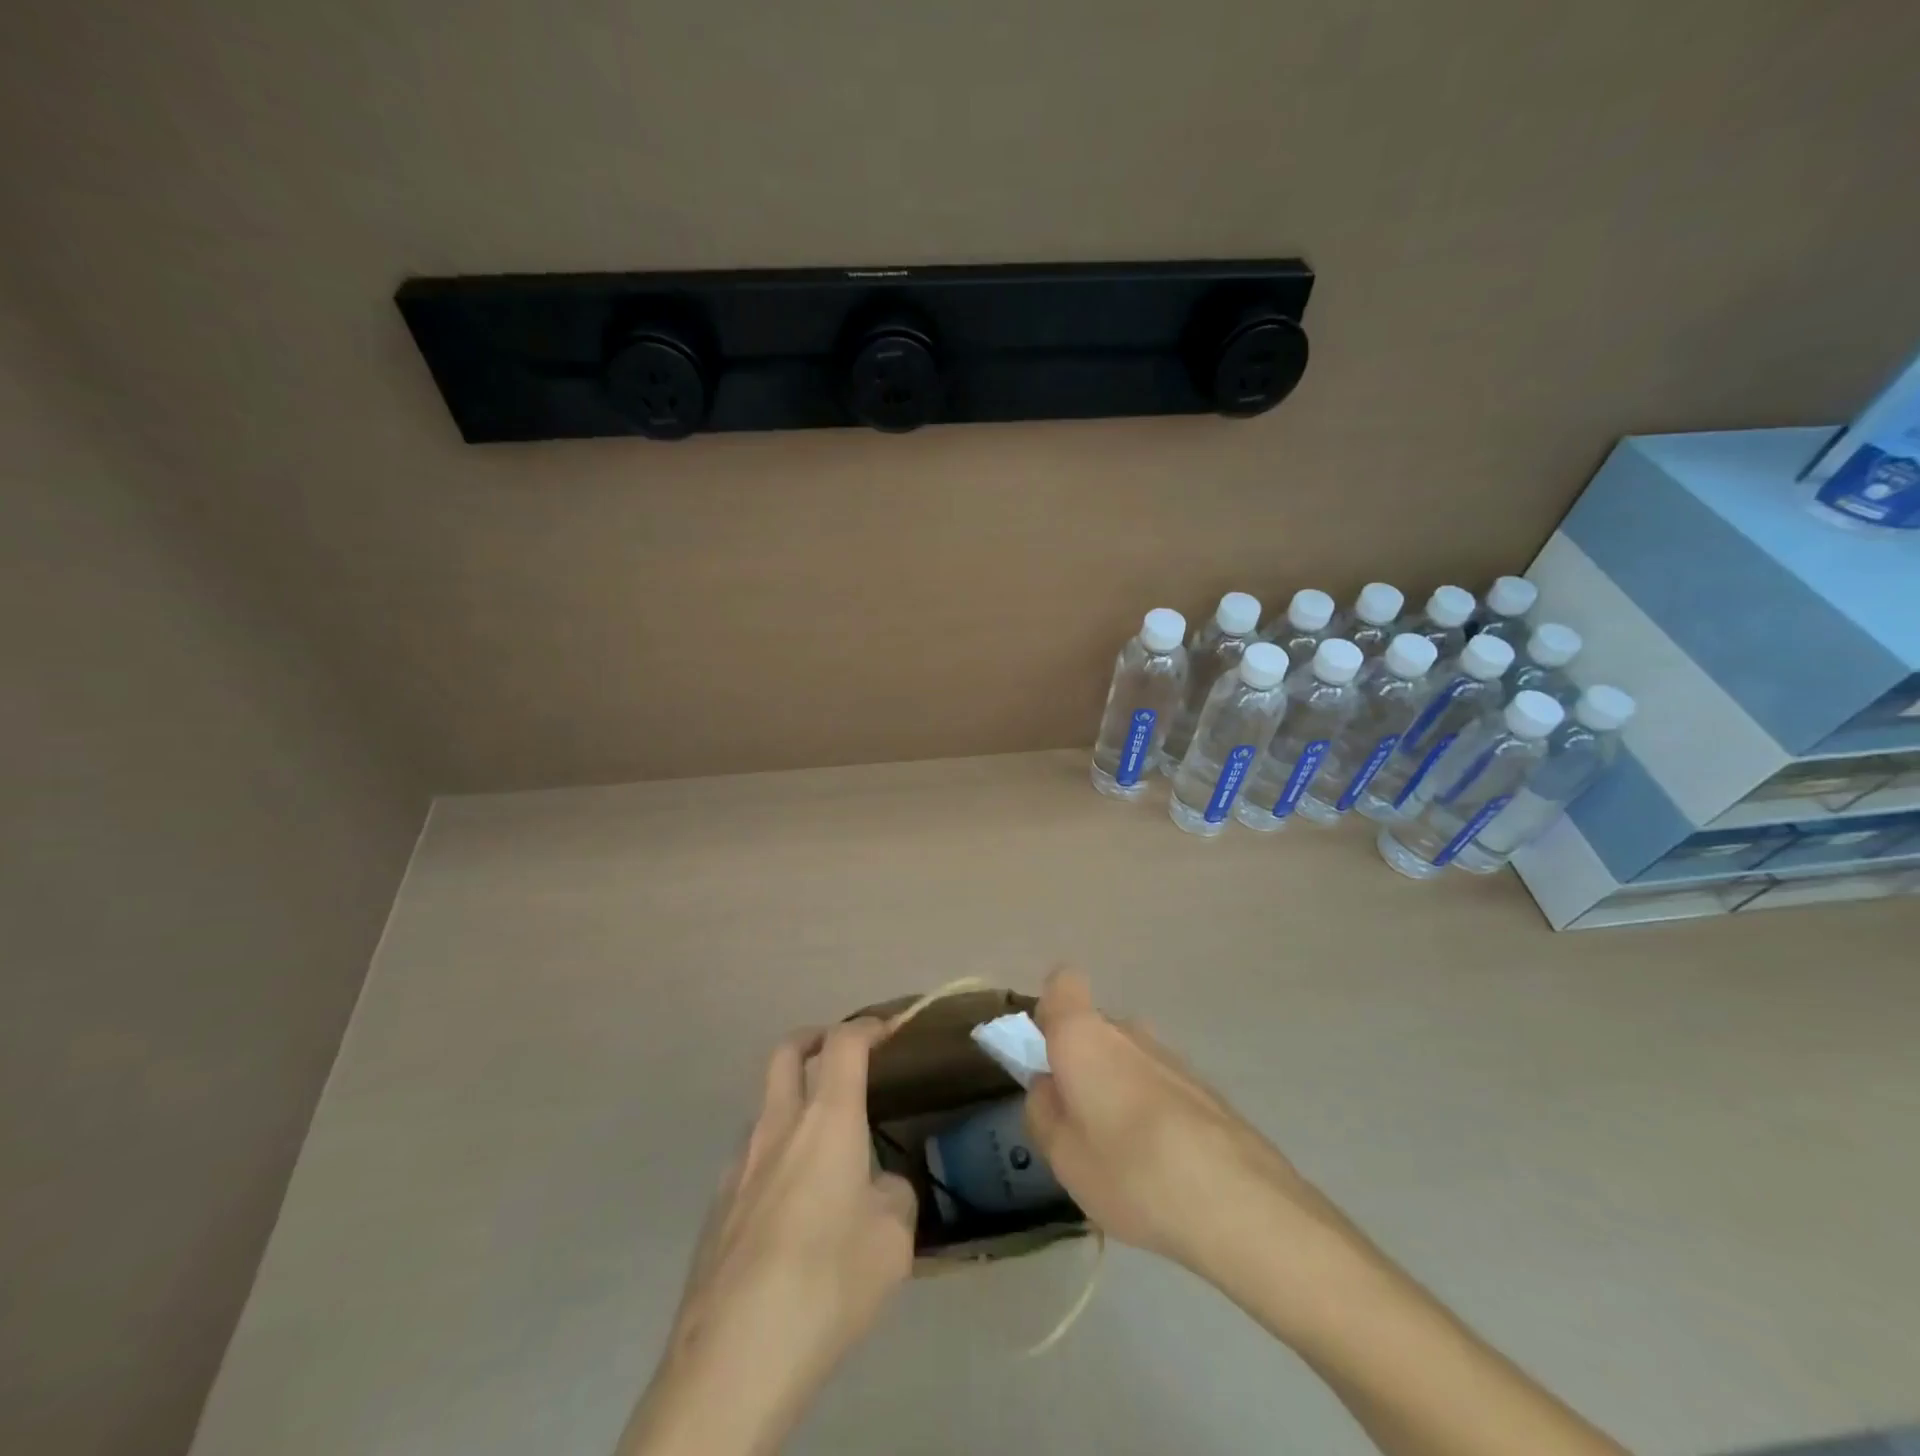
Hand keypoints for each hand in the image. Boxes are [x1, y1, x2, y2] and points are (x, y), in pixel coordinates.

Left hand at [622, 1020, 915, 1455]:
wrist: (733, 1357)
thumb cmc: (827, 1281)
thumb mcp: (893, 1240)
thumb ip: (892, 1197)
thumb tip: (878, 1189)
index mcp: (827, 1119)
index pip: (844, 1044)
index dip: (867, 1026)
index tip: (887, 1028)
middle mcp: (778, 1126)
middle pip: (787, 1052)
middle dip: (814, 1039)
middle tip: (838, 1053)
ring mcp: (739, 1164)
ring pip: (765, 1106)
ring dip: (792, 1102)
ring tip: (822, 1145)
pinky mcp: (716, 1206)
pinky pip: (750, 1158)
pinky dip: (774, 1154)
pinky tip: (790, 1206)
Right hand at [1023, 968, 1364, 1309]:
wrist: (1238, 1202)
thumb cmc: (1129, 1169)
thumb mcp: (1062, 1154)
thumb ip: (1043, 1111)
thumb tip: (1049, 1086)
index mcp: (1084, 1035)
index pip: (1062, 984)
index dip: (1050, 1010)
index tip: (1046, 1053)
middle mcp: (1128, 1031)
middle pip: (1095, 1028)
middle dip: (1082, 1062)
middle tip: (1078, 1121)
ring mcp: (1171, 1057)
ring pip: (1128, 1059)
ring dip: (1118, 1090)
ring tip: (1121, 1155)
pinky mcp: (1204, 1087)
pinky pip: (1159, 1086)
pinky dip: (1152, 1111)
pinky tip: (1161, 1167)